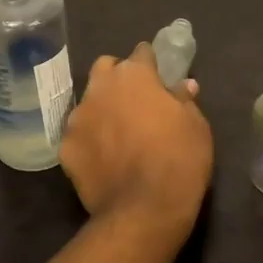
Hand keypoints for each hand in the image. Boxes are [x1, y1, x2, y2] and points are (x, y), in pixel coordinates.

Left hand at [61, 41, 212, 236]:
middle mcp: (100, 87)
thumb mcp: (197, 127)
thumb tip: (182, 86)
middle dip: (118, 77)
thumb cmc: (179, 161)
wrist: (142, 211)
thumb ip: (185, 100)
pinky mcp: (64, 146)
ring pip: (89, 101)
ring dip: (102, 108)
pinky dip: (89, 140)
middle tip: (136, 100)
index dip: (151, 63)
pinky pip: (78, 134)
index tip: (159, 77)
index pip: (141, 52)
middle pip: (106, 68)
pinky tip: (103, 158)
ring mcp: (78, 117)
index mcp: (134, 75)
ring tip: (117, 133)